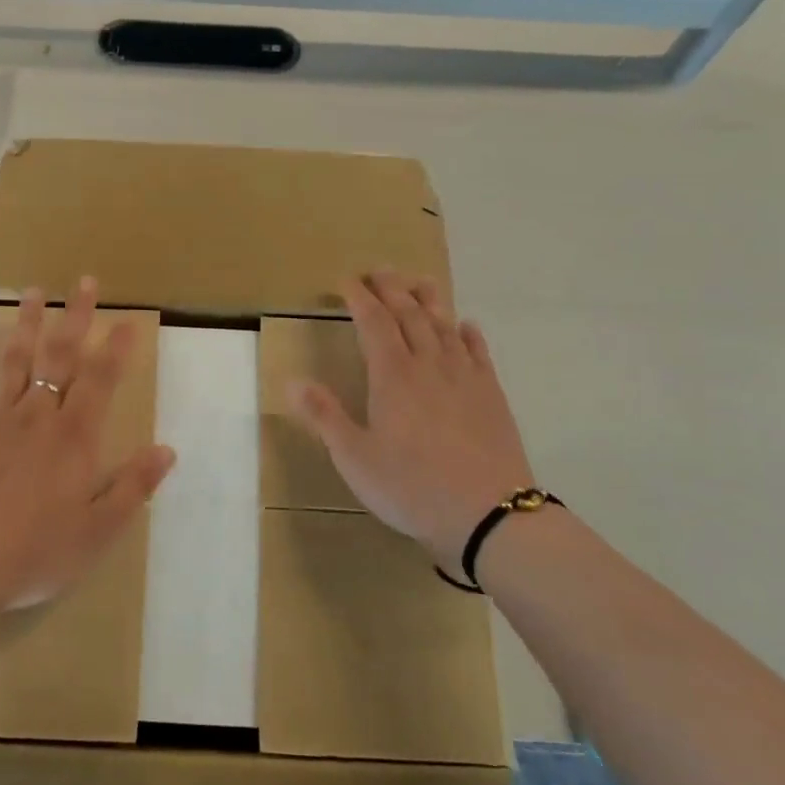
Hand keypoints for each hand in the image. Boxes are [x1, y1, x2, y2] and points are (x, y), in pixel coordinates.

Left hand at [0, 278, 175, 611]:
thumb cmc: (34, 552)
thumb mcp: (97, 530)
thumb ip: (132, 487)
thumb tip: (167, 450)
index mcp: (74, 438)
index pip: (101, 380)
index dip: (116, 349)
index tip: (128, 320)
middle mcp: (37, 416)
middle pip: (59, 356)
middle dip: (75, 317)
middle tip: (84, 282)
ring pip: (14, 359)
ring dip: (26, 323)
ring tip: (33, 291)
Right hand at [288, 270, 533, 567]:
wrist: (489, 514)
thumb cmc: (412, 487)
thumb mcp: (355, 458)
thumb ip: (325, 416)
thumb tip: (292, 379)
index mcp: (392, 376)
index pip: (373, 322)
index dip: (359, 297)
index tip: (346, 281)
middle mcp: (429, 364)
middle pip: (409, 314)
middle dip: (391, 288)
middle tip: (379, 270)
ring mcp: (464, 377)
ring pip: (444, 325)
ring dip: (429, 299)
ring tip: (419, 281)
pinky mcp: (491, 394)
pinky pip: (479, 352)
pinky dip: (469, 333)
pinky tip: (466, 325)